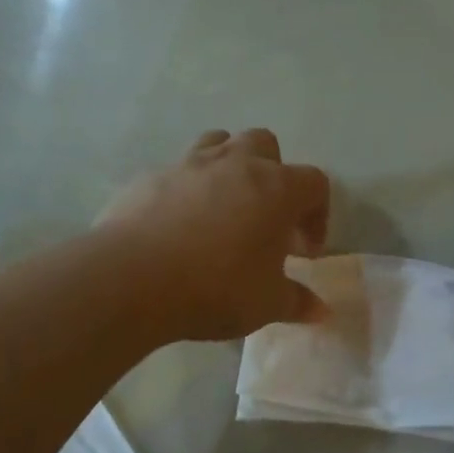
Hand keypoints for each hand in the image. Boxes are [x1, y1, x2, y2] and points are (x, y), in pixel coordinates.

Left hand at [99, 129, 331, 341]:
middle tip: (266, 219)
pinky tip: (179, 227)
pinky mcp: (149, 177)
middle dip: (273, 176)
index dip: (318, 214)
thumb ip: (297, 301)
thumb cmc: (217, 287)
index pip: (314, 183)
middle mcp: (235, 163)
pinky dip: (187, 191)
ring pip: (219, 143)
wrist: (132, 278)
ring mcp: (189, 164)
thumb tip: (321, 310)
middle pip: (265, 145)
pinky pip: (178, 172)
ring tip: (224, 209)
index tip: (304, 251)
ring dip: (230, 168)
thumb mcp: (267, 304)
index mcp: (276, 188)